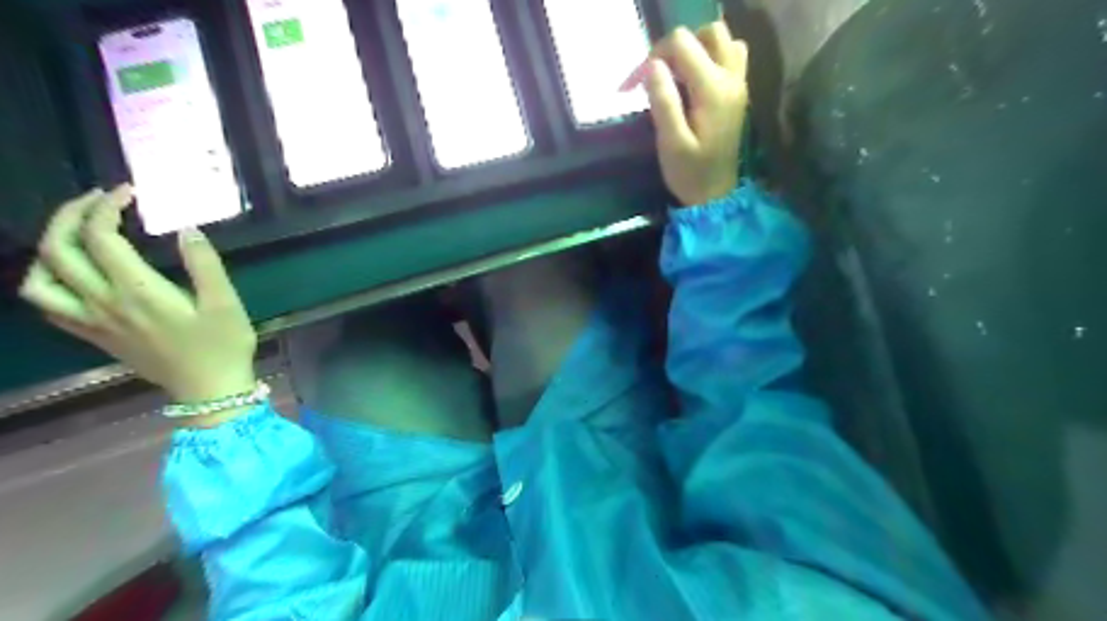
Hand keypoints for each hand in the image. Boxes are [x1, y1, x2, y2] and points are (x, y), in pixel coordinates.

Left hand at [20, 188, 256, 404]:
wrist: (209, 389)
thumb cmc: (223, 345)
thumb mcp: (226, 303)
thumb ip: (205, 265)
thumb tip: (187, 229)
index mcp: (137, 292)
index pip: (102, 238)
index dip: (107, 207)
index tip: (128, 193)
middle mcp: (104, 303)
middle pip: (59, 250)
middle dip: (71, 216)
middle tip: (98, 200)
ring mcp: (93, 322)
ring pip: (39, 279)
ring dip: (50, 248)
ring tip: (78, 235)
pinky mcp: (95, 335)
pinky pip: (49, 306)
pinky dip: (49, 280)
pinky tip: (75, 273)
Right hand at [627, 20, 746, 205]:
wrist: (715, 196)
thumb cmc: (690, 173)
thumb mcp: (671, 143)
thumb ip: (663, 101)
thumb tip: (652, 66)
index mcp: (713, 89)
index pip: (681, 44)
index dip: (653, 57)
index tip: (635, 85)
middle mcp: (731, 78)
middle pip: (707, 33)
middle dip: (675, 48)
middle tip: (657, 76)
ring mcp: (738, 84)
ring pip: (723, 40)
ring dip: (697, 49)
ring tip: (676, 75)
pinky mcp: (738, 92)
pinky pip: (731, 55)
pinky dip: (711, 57)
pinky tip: (694, 81)